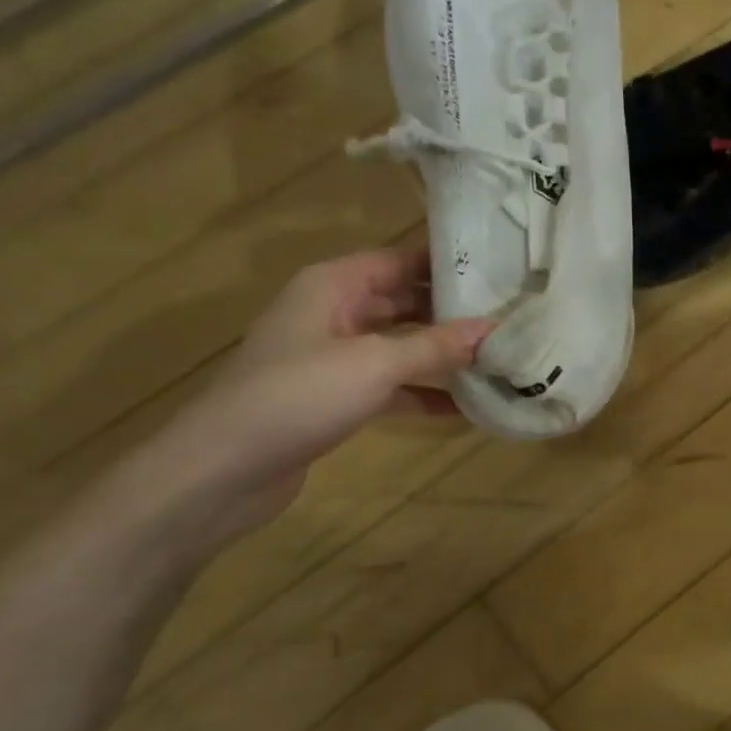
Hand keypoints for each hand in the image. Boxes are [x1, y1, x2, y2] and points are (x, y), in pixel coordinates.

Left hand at [127, 247, 494, 543]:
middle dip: (451, 312)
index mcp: (334, 285)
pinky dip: (422, 392)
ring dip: (441, 355)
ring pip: (399, 345)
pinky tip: (464, 407)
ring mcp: (332, 357)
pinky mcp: (335, 397)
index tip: (500, 273)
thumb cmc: (298, 396)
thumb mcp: (375, 364)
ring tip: (496, 359)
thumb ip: (436, 345)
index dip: (447, 265)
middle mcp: (333, 312)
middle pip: (403, 301)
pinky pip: (390, 384)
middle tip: (508, 318)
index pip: (400, 260)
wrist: (222, 470)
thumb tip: (494, 328)